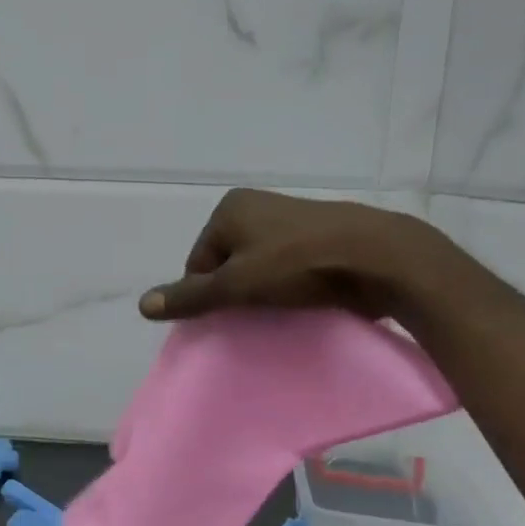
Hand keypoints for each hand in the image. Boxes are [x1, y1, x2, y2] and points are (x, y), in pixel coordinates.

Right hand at [138, 189, 441, 322]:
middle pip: (227, 264)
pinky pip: (290, 268)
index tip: (227, 317)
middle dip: (235, 293)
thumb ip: (190, 297)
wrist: (382, 259)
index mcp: (230, 209)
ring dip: (263, 293)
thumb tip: (142, 305)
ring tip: (278, 315)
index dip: (207, 294)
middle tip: (251, 319)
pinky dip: (290, 287)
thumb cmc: (299, 265)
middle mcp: (257, 206)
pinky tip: (303, 304)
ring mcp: (292, 220)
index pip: (198, 263)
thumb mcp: (236, 285)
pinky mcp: (322, 237)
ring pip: (259, 268)